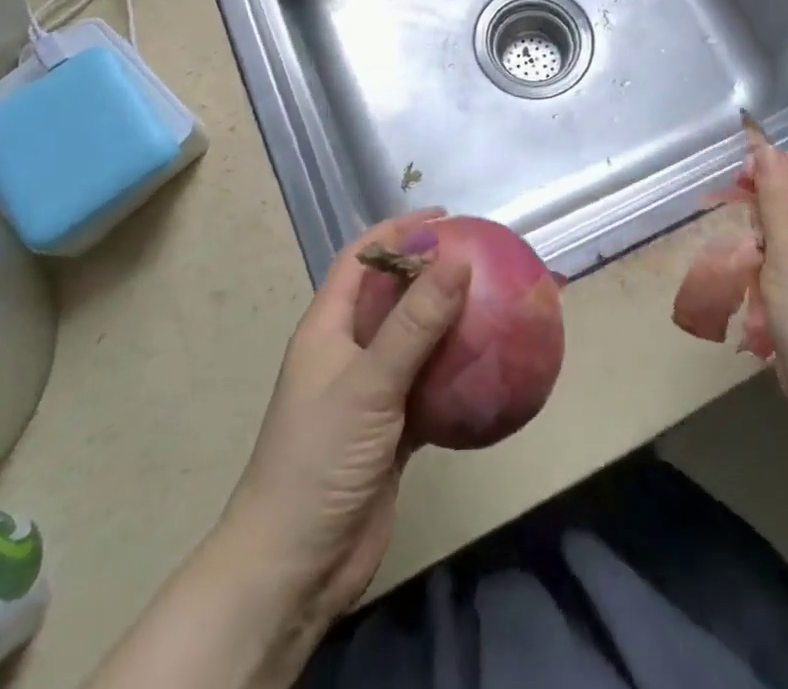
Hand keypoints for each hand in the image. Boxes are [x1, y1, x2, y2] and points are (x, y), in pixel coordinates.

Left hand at [216, 209, 468, 632]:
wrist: (293, 569)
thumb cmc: (319, 459)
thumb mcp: (369, 383)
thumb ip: (415, 322)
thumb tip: (459, 259)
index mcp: (328, 327)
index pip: (362, 258)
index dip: (398, 231)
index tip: (446, 218)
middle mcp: (348, 351)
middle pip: (393, 295)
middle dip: (431, 273)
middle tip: (482, 258)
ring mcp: (369, 393)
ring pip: (414, 341)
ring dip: (448, 323)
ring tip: (494, 302)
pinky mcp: (391, 431)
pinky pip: (429, 386)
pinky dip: (455, 374)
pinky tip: (491, 368)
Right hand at [748, 140, 787, 430]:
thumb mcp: (787, 245)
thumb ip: (773, 191)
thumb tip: (762, 146)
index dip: (773, 168)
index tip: (737, 189)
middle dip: (769, 209)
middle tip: (751, 240)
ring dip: (769, 239)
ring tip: (757, 268)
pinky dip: (778, 262)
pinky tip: (765, 285)